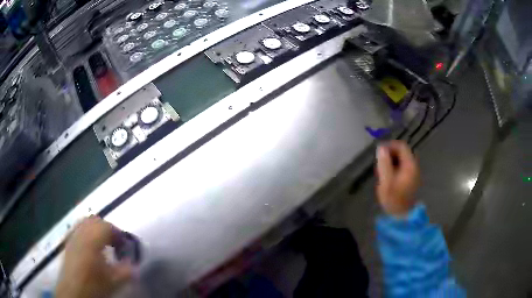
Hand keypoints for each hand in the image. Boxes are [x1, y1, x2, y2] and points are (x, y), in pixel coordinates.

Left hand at [56, 216, 132, 297]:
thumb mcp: (114, 281)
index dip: (118, 233)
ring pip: (85, 222)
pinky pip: (78, 229)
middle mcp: (80, 233)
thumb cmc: (93, 285)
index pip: (107, 227)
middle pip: (94, 220)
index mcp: (91, 240)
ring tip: (103, 243)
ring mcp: (72, 236)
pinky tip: (90, 247)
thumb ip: (126, 270)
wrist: (73, 291)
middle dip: (107, 229)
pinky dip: (87, 232)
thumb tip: (133, 262)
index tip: (125, 245)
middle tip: (115, 243)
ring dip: (96, 229)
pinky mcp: (68, 242)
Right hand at [376, 141, 419, 216]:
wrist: (402, 215)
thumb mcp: (386, 181)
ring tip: (383, 170)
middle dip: (390, 154)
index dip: (390, 146)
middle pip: (403, 152)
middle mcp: (414, 166)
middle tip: (380, 163)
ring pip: (403, 159)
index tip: (379, 152)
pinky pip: (404, 166)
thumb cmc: (393, 199)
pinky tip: (389, 176)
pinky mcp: (412, 179)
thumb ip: (384, 164)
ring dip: (392, 161)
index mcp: (410, 165)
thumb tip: (381, 148)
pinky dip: (396, 167)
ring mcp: (414, 173)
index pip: (401, 146)